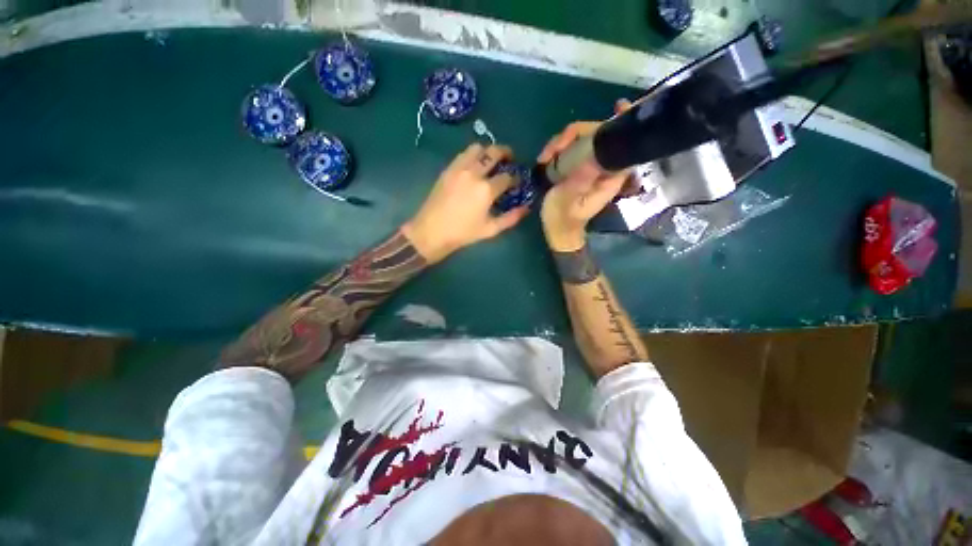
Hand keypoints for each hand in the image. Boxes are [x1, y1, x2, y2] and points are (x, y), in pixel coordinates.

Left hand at [402, 144, 528, 263]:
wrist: (431, 231)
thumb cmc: (463, 233)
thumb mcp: (490, 230)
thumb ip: (510, 218)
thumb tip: (526, 208)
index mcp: (486, 190)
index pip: (507, 177)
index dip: (516, 178)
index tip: (517, 182)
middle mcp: (474, 173)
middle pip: (493, 152)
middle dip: (505, 153)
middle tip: (510, 159)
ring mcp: (458, 169)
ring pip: (477, 148)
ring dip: (488, 150)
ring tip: (491, 160)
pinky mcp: (448, 169)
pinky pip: (463, 154)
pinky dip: (473, 155)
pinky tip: (474, 165)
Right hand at [538, 100, 632, 251]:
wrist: (556, 229)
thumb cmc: (564, 217)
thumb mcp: (569, 199)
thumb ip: (582, 177)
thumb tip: (595, 151)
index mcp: (611, 175)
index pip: (623, 144)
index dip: (622, 124)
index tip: (619, 106)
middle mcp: (604, 166)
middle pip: (598, 135)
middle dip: (575, 134)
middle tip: (552, 149)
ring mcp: (589, 165)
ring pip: (582, 138)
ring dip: (561, 142)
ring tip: (545, 157)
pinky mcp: (577, 166)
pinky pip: (571, 147)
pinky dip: (557, 148)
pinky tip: (545, 158)